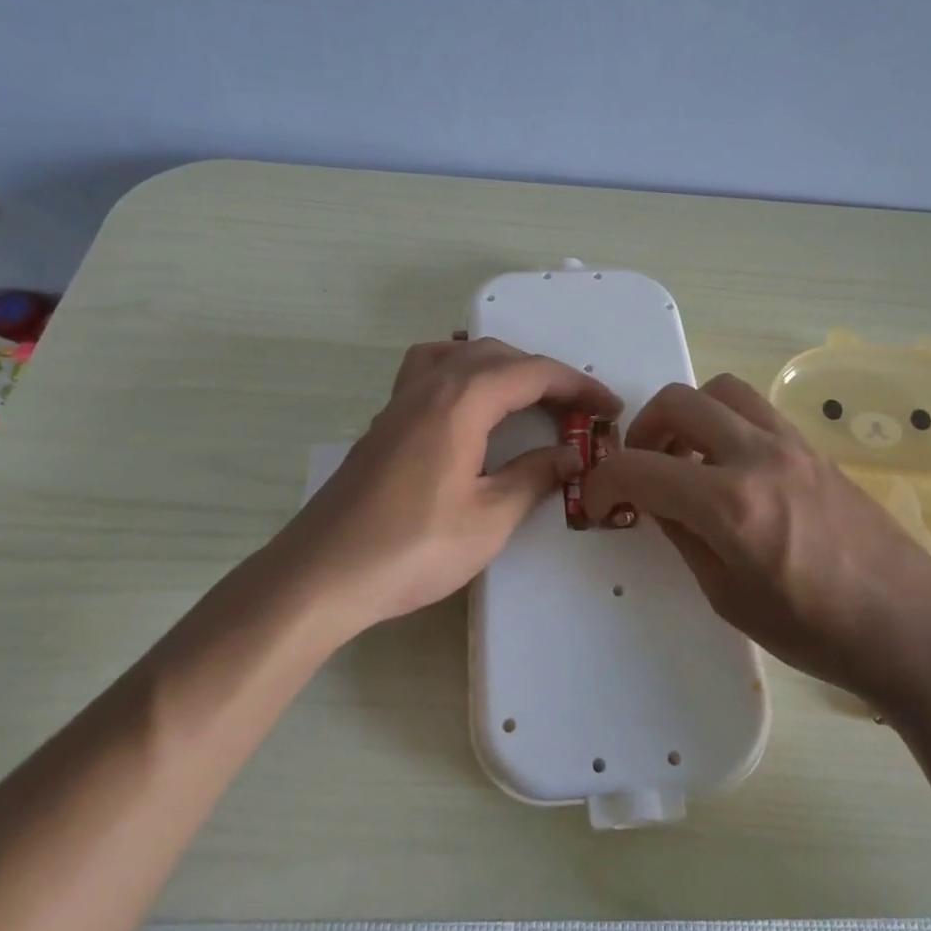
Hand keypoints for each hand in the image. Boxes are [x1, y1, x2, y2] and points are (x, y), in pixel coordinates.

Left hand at [278, 337, 620, 635]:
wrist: (321, 575)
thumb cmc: (411, 548)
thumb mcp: (489, 519)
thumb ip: (534, 477)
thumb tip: (569, 455)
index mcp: (461, 400)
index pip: (533, 373)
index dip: (578, 386)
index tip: (610, 407)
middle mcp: (430, 385)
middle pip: (498, 356)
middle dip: (544, 375)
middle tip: (577, 411)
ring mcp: (401, 400)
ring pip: (461, 356)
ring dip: (502, 366)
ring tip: (527, 396)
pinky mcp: (385, 421)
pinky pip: (430, 370)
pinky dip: (463, 372)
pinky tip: (468, 404)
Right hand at [584, 374, 930, 701]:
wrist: (913, 629)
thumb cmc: (817, 633)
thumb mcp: (730, 597)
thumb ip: (684, 537)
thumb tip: (656, 502)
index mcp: (729, 503)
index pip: (640, 468)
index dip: (603, 482)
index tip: (596, 500)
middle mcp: (757, 455)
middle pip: (679, 402)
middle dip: (644, 430)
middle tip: (643, 469)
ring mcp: (792, 444)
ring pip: (722, 390)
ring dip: (689, 414)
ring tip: (687, 457)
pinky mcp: (815, 447)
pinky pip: (757, 411)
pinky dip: (727, 423)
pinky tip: (732, 468)